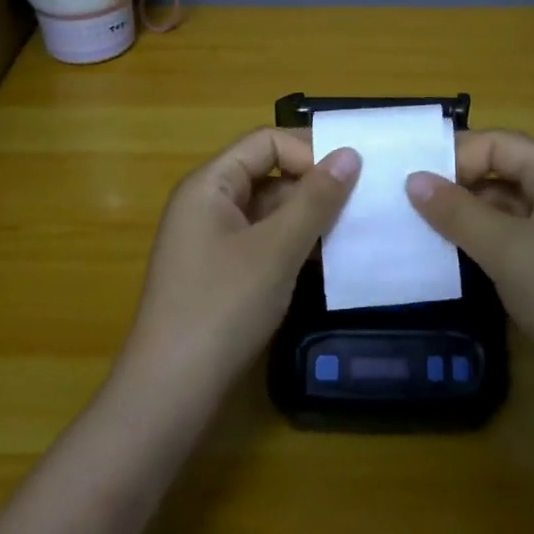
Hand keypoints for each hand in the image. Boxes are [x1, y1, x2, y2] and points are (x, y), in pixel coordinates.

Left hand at [123, 129, 359, 396]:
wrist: (171, 391)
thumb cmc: (222, 306)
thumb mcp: (276, 249)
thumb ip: (314, 199)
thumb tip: (350, 153)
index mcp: (209, 184)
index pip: (265, 142)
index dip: (308, 151)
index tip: (350, 176)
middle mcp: (207, 204)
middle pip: (267, 173)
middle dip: (313, 185)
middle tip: (362, 203)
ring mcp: (212, 241)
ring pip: (269, 211)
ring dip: (308, 217)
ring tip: (354, 231)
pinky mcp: (221, 273)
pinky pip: (264, 241)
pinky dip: (294, 245)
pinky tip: (328, 261)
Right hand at [405, 129, 533, 380]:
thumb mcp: (507, 249)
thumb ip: (458, 212)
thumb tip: (414, 179)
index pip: (501, 144)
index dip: (457, 155)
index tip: (414, 181)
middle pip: (507, 174)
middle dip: (460, 187)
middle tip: (412, 208)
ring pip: (513, 214)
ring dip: (473, 221)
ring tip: (427, 237)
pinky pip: (523, 246)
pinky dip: (492, 249)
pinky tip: (465, 267)